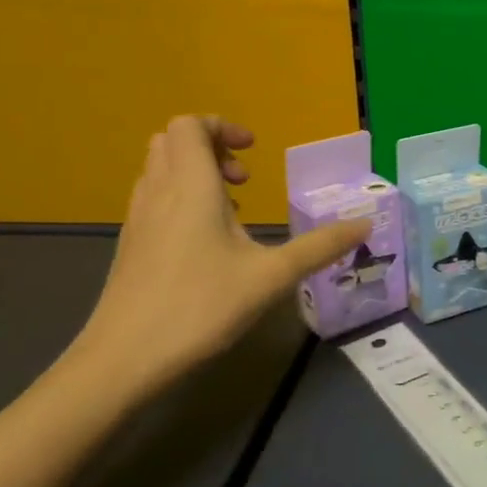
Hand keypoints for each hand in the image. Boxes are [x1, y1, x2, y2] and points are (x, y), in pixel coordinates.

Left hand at [66, 116, 369, 396]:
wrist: (122, 361)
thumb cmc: (199, 307)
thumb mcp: (272, 277)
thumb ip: (320, 247)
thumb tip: (365, 224)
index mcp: (190, 187)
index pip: (189, 125)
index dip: (222, 127)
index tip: (254, 154)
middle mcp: (158, 193)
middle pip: (171, 142)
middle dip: (211, 148)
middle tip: (245, 179)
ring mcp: (139, 220)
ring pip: (160, 171)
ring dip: (197, 175)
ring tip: (233, 211)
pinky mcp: (131, 246)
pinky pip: (155, 200)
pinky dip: (182, 201)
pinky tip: (209, 244)